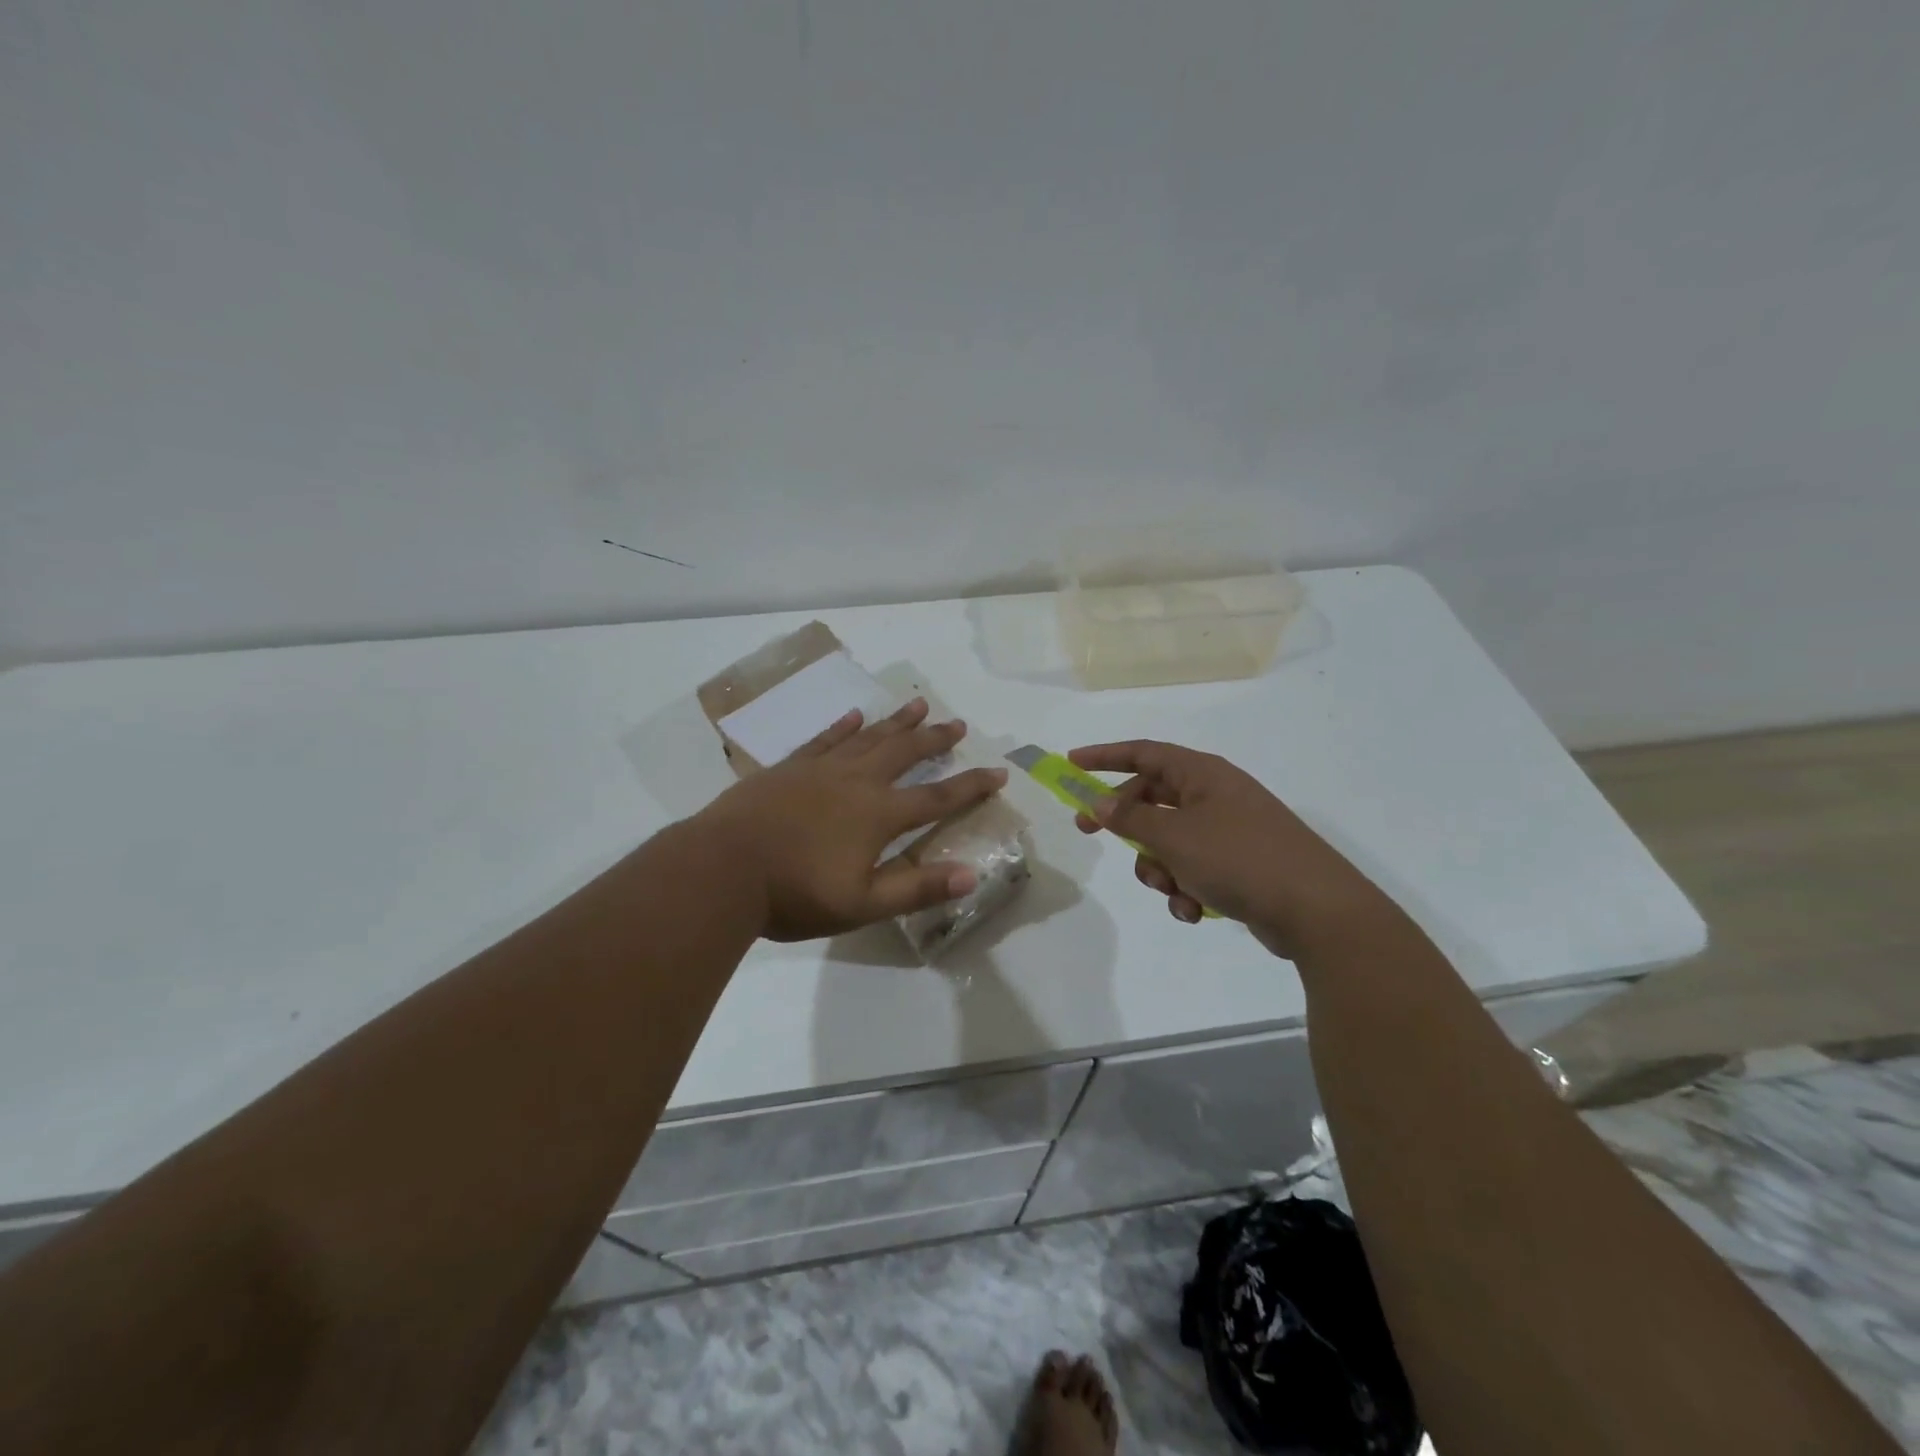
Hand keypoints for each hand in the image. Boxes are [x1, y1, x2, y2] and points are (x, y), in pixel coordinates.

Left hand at [695, 698, 1008, 941]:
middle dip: (935, 739)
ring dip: (896, 722)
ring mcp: (820, 769)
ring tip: (919, 704)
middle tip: (959, 724)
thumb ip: (917, 889)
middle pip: (905, 752)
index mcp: (879, 814)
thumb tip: (972, 876)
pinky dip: (842, 726)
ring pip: (868, 737)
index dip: (971, 785)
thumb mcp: (862, 904)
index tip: (998, 772)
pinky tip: (853, 715)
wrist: (722, 869)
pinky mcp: (789, 768)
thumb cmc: (794, 893)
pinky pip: (824, 739)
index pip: (937, 796)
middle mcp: (856, 782)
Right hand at [1068, 739, 1393, 959]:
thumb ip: (1131, 818)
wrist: (1316, 910)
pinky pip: (1193, 869)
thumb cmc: (1239, 858)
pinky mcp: (1239, 866)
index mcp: (1203, 774)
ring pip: (1169, 840)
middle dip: (1125, 823)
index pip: (1144, 753)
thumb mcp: (1175, 836)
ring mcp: (1229, 831)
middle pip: (1152, 799)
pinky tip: (1193, 910)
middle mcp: (1215, 795)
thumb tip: (1100, 802)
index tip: (1071, 764)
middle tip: (1089, 833)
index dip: (1105, 756)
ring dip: (1158, 867)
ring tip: (1171, 888)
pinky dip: (1185, 888)